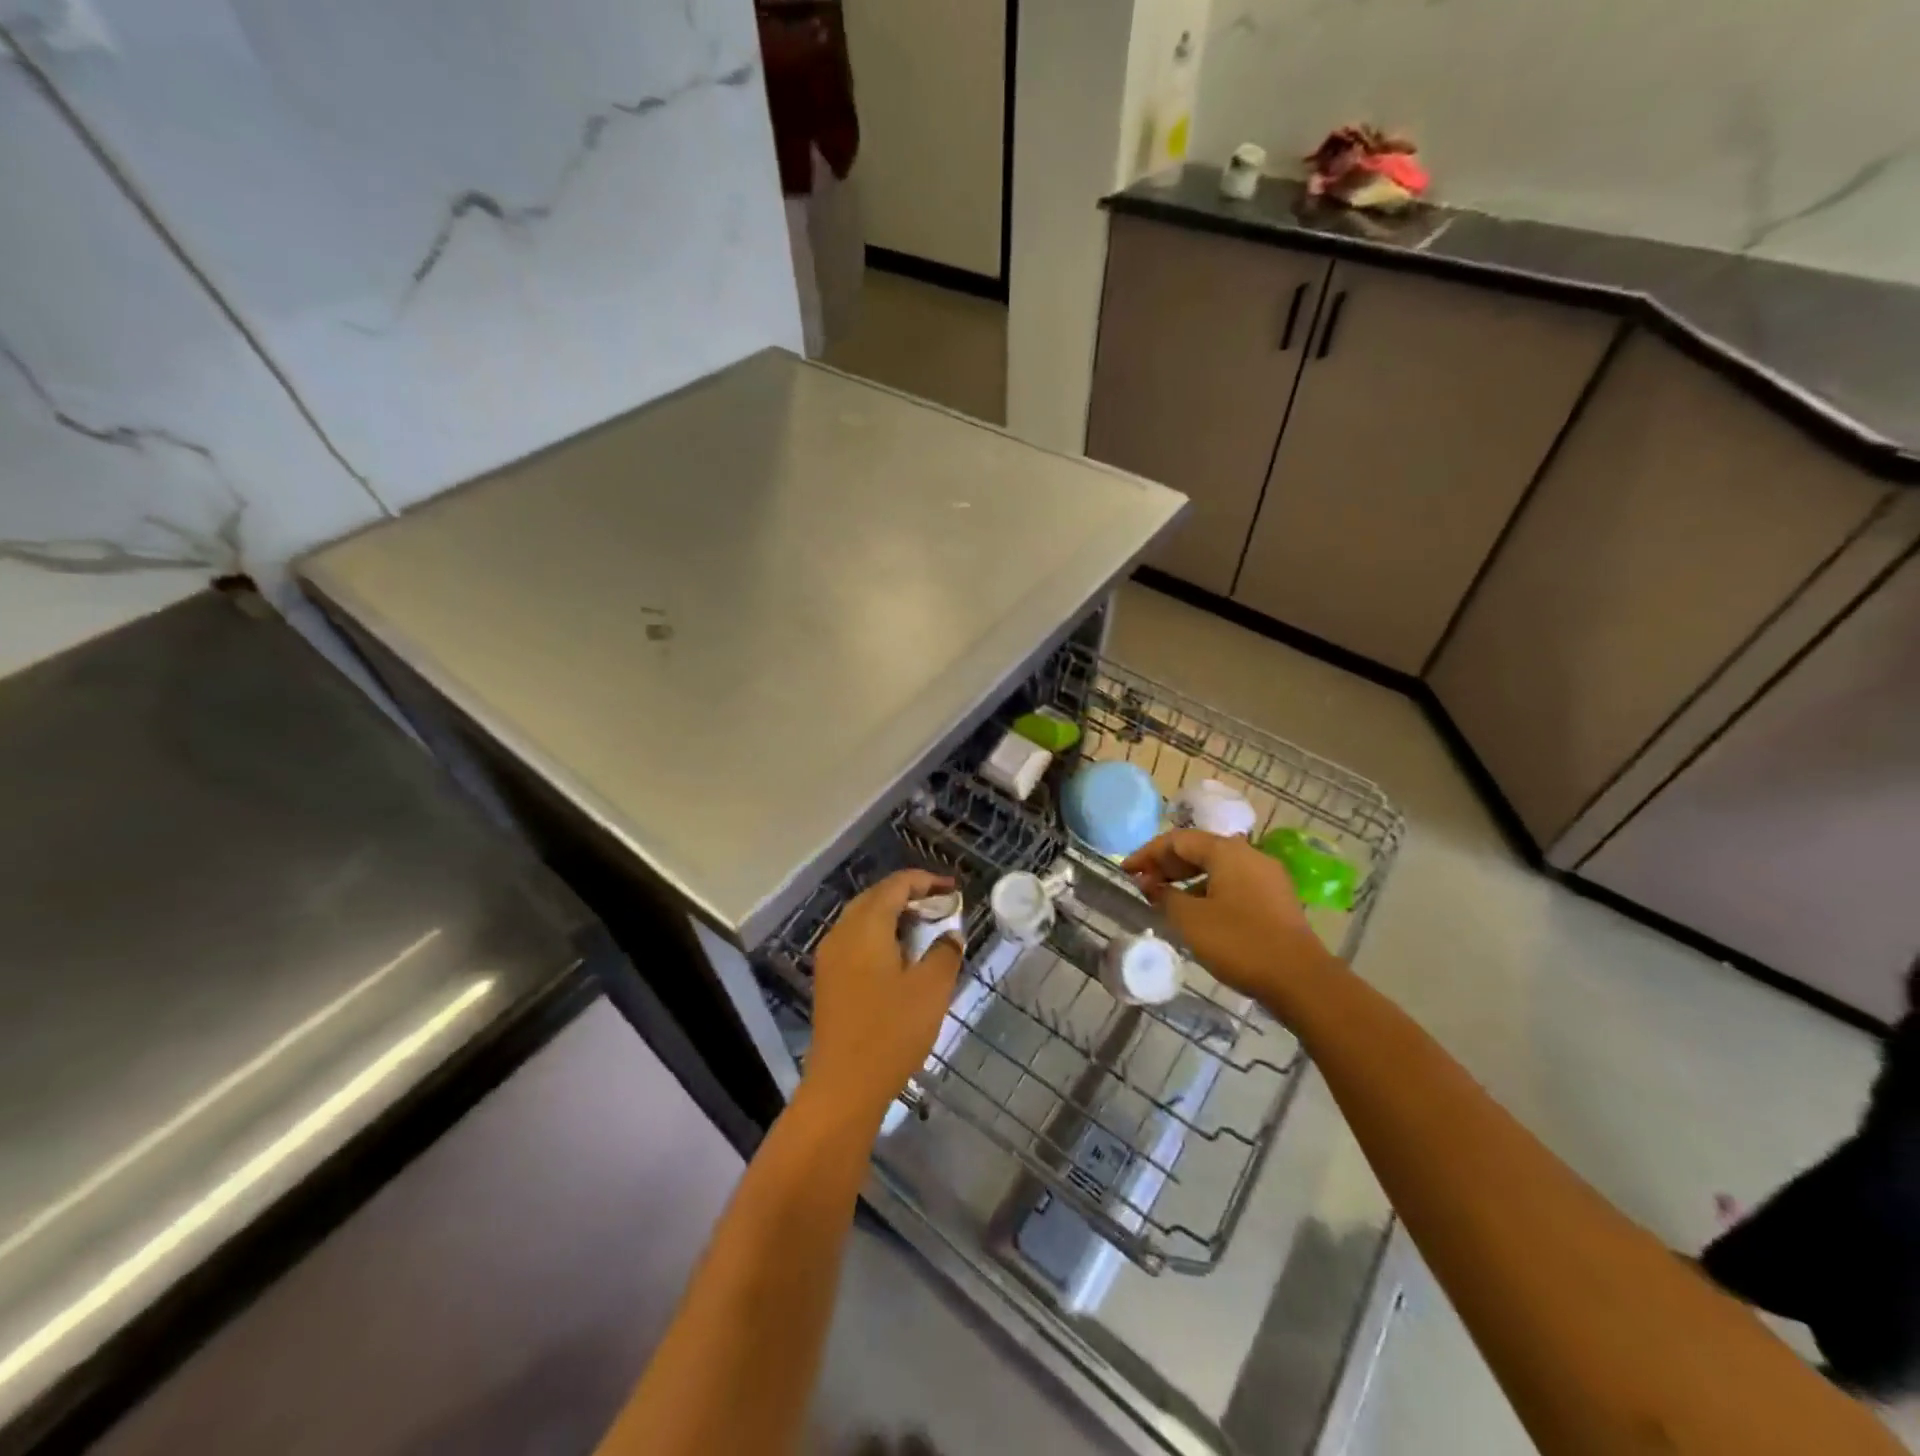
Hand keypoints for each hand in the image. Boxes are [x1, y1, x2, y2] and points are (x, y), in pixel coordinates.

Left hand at [803, 869, 962, 1122]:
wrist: (843, 1086)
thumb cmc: (891, 1032)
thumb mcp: (931, 990)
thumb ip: (945, 953)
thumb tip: (950, 934)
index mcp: (866, 927)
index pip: (895, 886)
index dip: (926, 881)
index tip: (954, 889)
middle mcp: (842, 933)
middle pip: (876, 897)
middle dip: (910, 895)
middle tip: (942, 906)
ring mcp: (830, 957)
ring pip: (863, 918)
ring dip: (894, 915)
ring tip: (927, 928)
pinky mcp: (829, 979)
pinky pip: (856, 939)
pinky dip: (880, 935)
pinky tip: (902, 956)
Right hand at [1121, 830, 1329, 1001]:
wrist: (1301, 980)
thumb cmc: (1239, 943)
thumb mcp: (1190, 920)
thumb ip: (1164, 896)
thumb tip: (1149, 883)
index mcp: (1227, 851)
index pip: (1177, 839)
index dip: (1147, 853)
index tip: (1124, 871)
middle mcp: (1248, 855)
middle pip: (1198, 849)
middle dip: (1166, 864)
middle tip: (1141, 883)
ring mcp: (1266, 877)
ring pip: (1216, 867)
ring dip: (1186, 878)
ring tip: (1163, 898)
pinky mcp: (1275, 899)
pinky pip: (1232, 883)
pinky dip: (1207, 890)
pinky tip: (1195, 912)